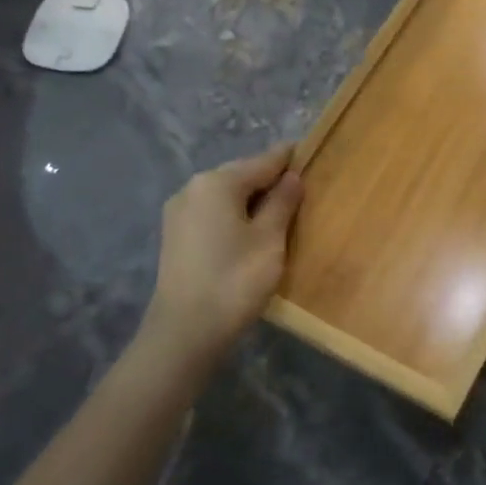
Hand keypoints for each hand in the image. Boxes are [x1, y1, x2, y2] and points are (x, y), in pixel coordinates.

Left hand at [143, 144, 302, 358]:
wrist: (185, 332)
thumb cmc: (235, 280)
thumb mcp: (270, 239)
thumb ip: (282, 203)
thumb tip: (292, 177)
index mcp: (217, 182)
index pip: (262, 161)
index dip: (289, 158)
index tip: (310, 153)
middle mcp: (193, 187)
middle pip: (241, 175)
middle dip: (269, 181)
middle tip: (300, 190)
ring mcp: (179, 212)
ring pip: (225, 195)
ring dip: (251, 200)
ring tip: (279, 213)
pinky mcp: (175, 235)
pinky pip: (212, 213)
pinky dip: (233, 215)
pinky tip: (250, 232)